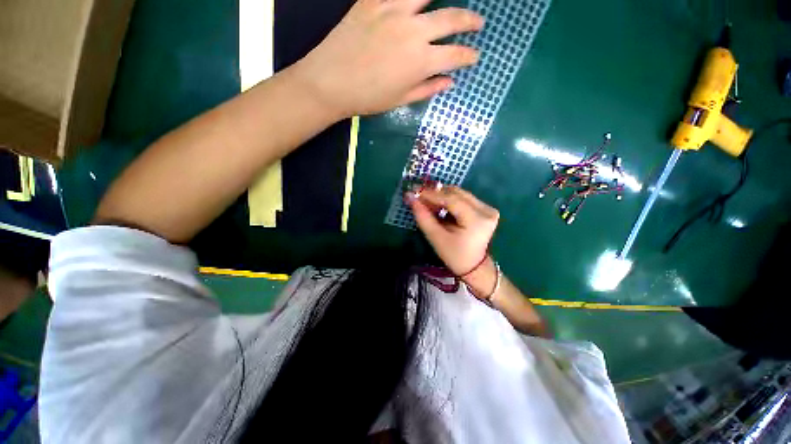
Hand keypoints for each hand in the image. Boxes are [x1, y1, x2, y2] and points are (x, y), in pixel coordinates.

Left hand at [292, 0, 483, 118]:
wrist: (331, 82)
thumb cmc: (368, 98)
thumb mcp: (401, 100)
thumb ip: (428, 89)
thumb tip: (450, 82)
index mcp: (421, 62)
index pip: (455, 56)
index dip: (468, 56)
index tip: (474, 56)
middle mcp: (414, 31)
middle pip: (451, 19)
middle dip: (469, 21)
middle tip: (478, 22)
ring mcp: (394, 11)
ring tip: (451, 3)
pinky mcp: (374, 0)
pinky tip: (417, 2)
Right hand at [406, 185, 498, 276]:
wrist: (474, 266)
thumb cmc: (454, 255)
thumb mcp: (436, 238)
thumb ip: (423, 217)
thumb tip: (410, 197)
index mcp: (477, 220)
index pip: (452, 200)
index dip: (431, 194)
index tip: (414, 191)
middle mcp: (486, 210)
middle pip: (456, 193)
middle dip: (435, 193)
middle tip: (418, 195)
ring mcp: (488, 208)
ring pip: (459, 194)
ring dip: (441, 195)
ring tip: (426, 201)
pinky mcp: (486, 209)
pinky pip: (463, 198)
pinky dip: (449, 200)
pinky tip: (438, 205)